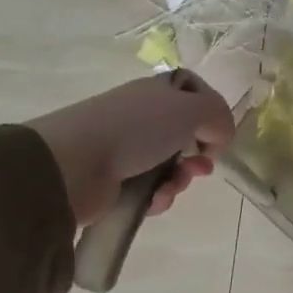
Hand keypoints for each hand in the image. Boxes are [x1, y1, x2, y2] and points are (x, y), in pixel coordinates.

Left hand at [28, 72, 235, 225]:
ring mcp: (125, 150)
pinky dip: (158, 197)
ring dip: (179, 180)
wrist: (72, 166)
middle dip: (199, 154)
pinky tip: (153, 200)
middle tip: (201, 168)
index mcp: (157, 92)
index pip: (193, 92)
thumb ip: (219, 116)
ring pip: (170, 166)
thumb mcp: (191, 110)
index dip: (211, 111)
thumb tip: (220, 136)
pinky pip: (150, 190)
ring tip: (171, 187)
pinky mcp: (114, 183)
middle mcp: (141, 117)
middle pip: (185, 134)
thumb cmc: (136, 129)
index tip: (218, 131)